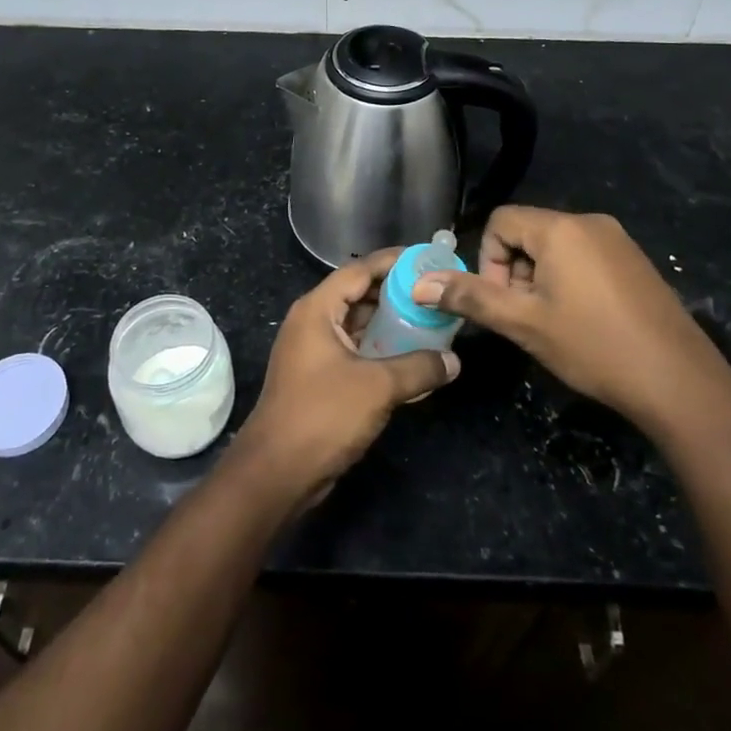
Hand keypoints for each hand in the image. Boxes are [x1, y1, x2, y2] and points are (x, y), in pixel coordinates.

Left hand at [231, 251, 458, 503]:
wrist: (277, 472)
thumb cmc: (323, 415)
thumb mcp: (378, 387)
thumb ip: (419, 368)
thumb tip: (453, 361)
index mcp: (317, 309)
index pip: (359, 270)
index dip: (393, 262)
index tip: (427, 259)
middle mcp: (312, 322)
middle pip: (359, 294)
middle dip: (396, 293)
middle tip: (435, 293)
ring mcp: (313, 351)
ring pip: (358, 325)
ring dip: (390, 323)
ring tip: (430, 322)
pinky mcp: (319, 377)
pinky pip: (354, 350)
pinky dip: (380, 349)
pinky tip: (411, 358)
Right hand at [413, 207, 730, 437]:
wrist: (680, 382)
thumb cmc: (593, 346)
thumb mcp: (523, 323)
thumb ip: (470, 297)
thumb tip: (419, 284)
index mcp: (560, 228)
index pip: (501, 221)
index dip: (489, 260)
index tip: (503, 302)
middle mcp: (589, 222)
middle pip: (528, 233)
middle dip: (514, 272)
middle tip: (526, 318)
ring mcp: (618, 241)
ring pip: (556, 248)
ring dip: (540, 280)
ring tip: (554, 325)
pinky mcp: (636, 262)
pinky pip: (585, 257)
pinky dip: (569, 282)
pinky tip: (584, 323)